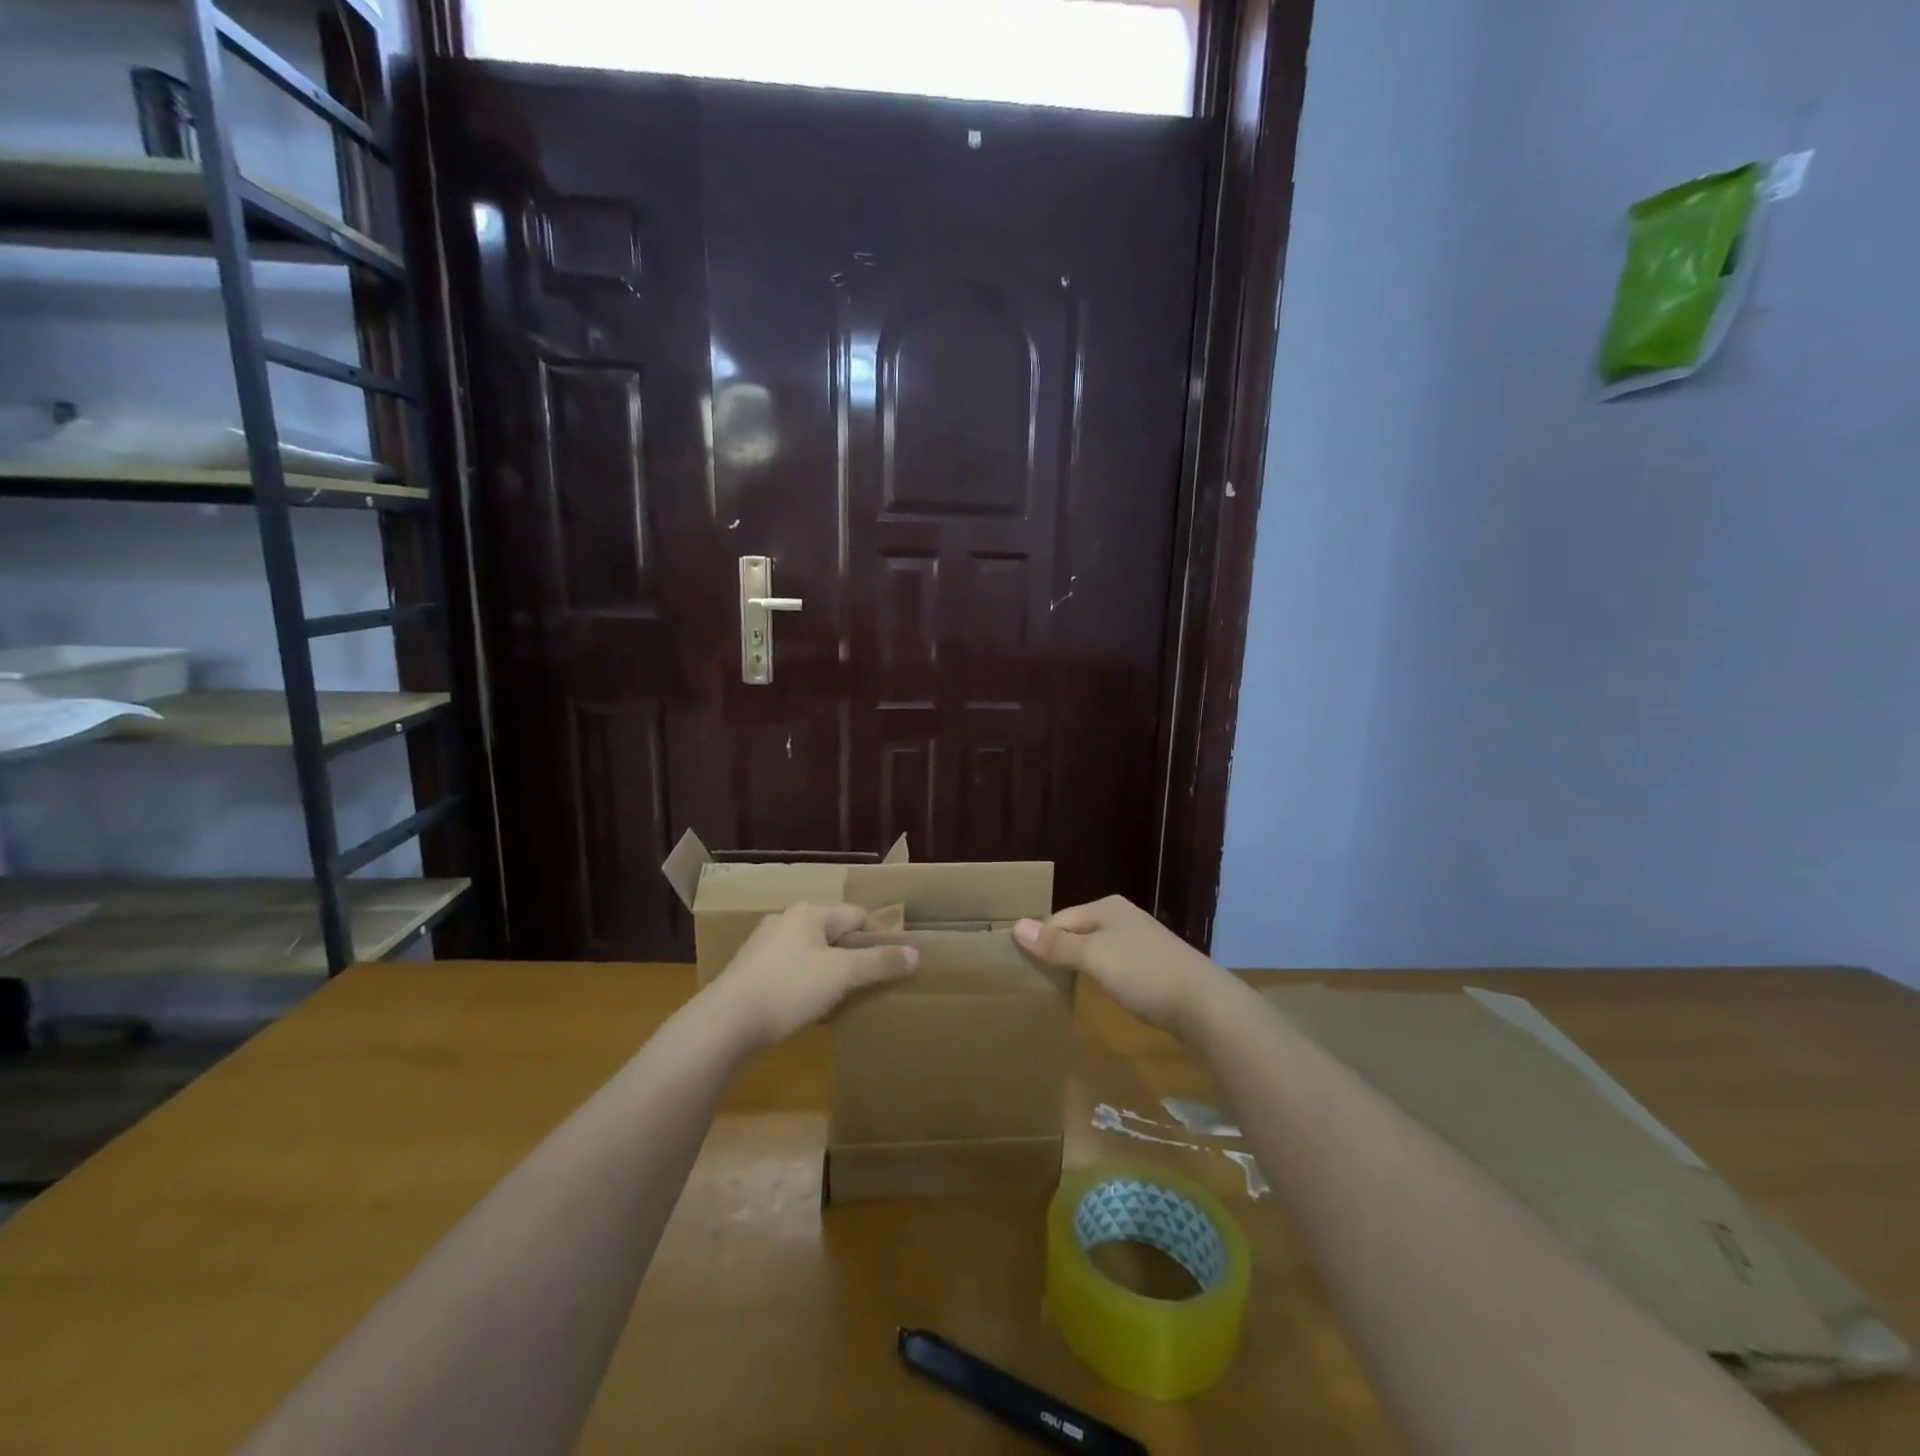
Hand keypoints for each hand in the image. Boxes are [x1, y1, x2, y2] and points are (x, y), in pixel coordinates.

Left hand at [708, 903, 918, 1049]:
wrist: (725, 1023)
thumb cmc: (789, 988)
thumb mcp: (841, 975)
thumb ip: (879, 962)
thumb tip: (916, 953)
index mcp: (809, 913)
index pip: (856, 914)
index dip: (880, 934)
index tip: (898, 959)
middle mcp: (786, 921)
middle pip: (833, 933)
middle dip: (855, 953)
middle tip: (876, 979)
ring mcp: (764, 946)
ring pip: (812, 953)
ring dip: (832, 970)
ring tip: (848, 995)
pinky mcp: (750, 973)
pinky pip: (792, 971)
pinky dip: (808, 984)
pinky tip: (812, 1006)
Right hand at [1014, 895, 1227, 1035]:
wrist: (1205, 1005)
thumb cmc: (1144, 973)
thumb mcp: (1095, 957)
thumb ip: (1057, 944)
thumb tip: (1016, 926)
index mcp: (1107, 907)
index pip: (1059, 919)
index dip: (1040, 941)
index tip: (1021, 967)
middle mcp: (1122, 917)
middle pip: (1077, 931)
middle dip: (1058, 952)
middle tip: (1036, 980)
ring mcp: (1140, 941)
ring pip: (1095, 949)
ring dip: (1078, 965)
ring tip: (1058, 988)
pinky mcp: (1153, 966)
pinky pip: (1114, 965)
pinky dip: (1100, 976)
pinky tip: (1096, 993)